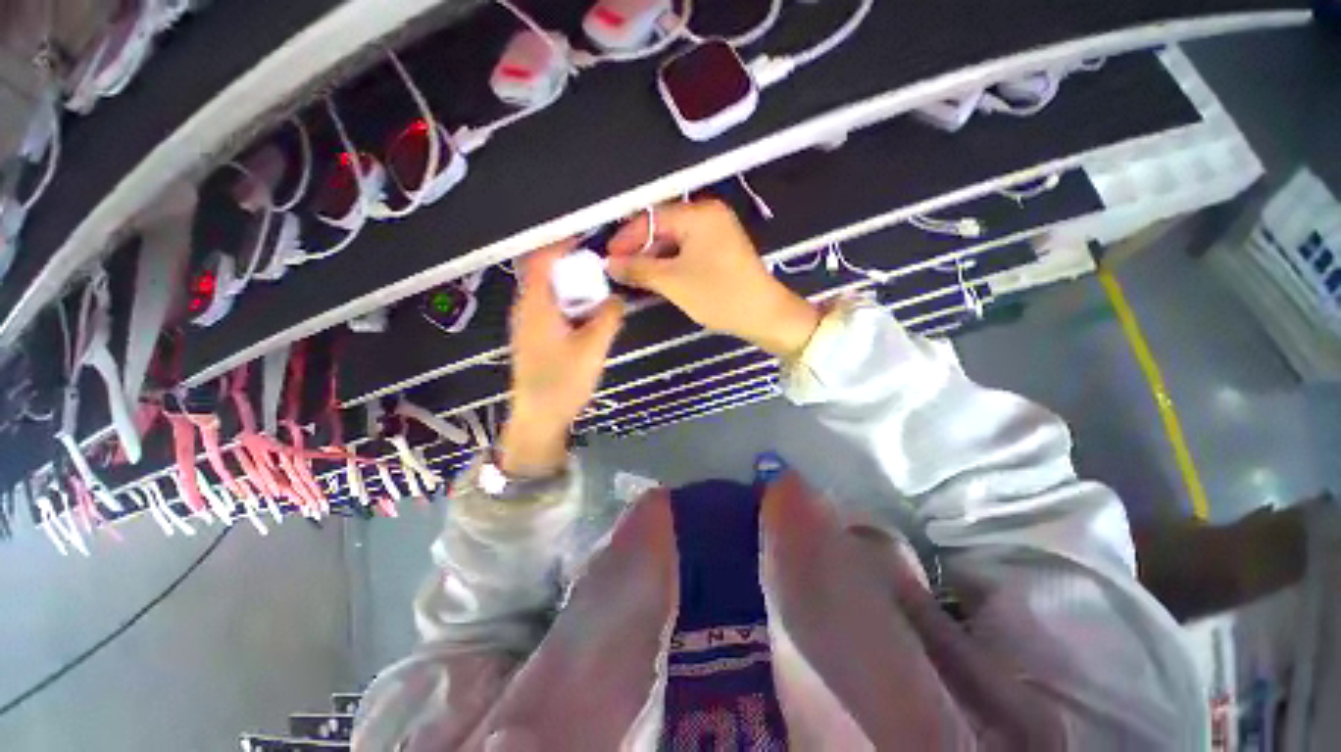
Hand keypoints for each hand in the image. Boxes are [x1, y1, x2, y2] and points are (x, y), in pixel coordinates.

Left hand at [501, 240, 623, 476]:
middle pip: (544, 273)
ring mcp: (527, 324)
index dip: (562, 244)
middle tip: (598, 270)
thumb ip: (609, 317)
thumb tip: (617, 298)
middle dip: (570, 266)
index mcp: (536, 306)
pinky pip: (549, 309)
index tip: (587, 239)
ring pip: (547, 292)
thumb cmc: (563, 381)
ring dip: (570, 287)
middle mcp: (526, 309)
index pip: (542, 259)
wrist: (539, 417)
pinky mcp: (533, 338)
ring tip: (596, 293)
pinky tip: (585, 319)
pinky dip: (567, 304)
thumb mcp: (593, 348)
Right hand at [606, 201, 819, 356]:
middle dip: (640, 249)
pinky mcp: (722, 249)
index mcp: (698, 214)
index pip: (651, 218)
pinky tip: (659, 278)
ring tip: (636, 277)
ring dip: (655, 258)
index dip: (626, 238)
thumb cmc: (718, 295)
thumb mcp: (673, 282)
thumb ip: (638, 269)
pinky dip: (672, 263)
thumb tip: (610, 263)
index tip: (608, 259)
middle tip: (620, 271)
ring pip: (675, 240)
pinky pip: (689, 250)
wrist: (764, 315)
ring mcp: (718, 232)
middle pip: (663, 227)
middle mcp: (709, 215)